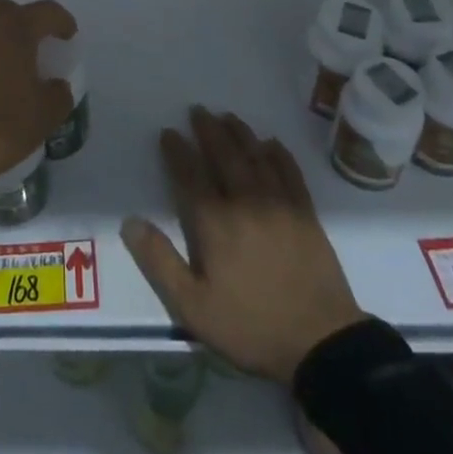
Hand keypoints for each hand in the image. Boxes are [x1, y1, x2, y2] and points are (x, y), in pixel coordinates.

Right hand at [122, 107, 363, 384]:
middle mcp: (245, 201)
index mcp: (215, 222)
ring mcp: (280, 204)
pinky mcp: (306, 213)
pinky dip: (278, 154)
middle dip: (208, 130)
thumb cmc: (251, 326)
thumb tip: (130, 221)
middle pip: (224, 155)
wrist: (322, 343)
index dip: (177, 151)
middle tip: (198, 110)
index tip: (168, 132)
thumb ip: (160, 262)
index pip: (190, 175)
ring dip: (239, 133)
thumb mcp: (193, 307)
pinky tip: (271, 144)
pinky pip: (290, 172)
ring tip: (228, 116)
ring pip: (256, 156)